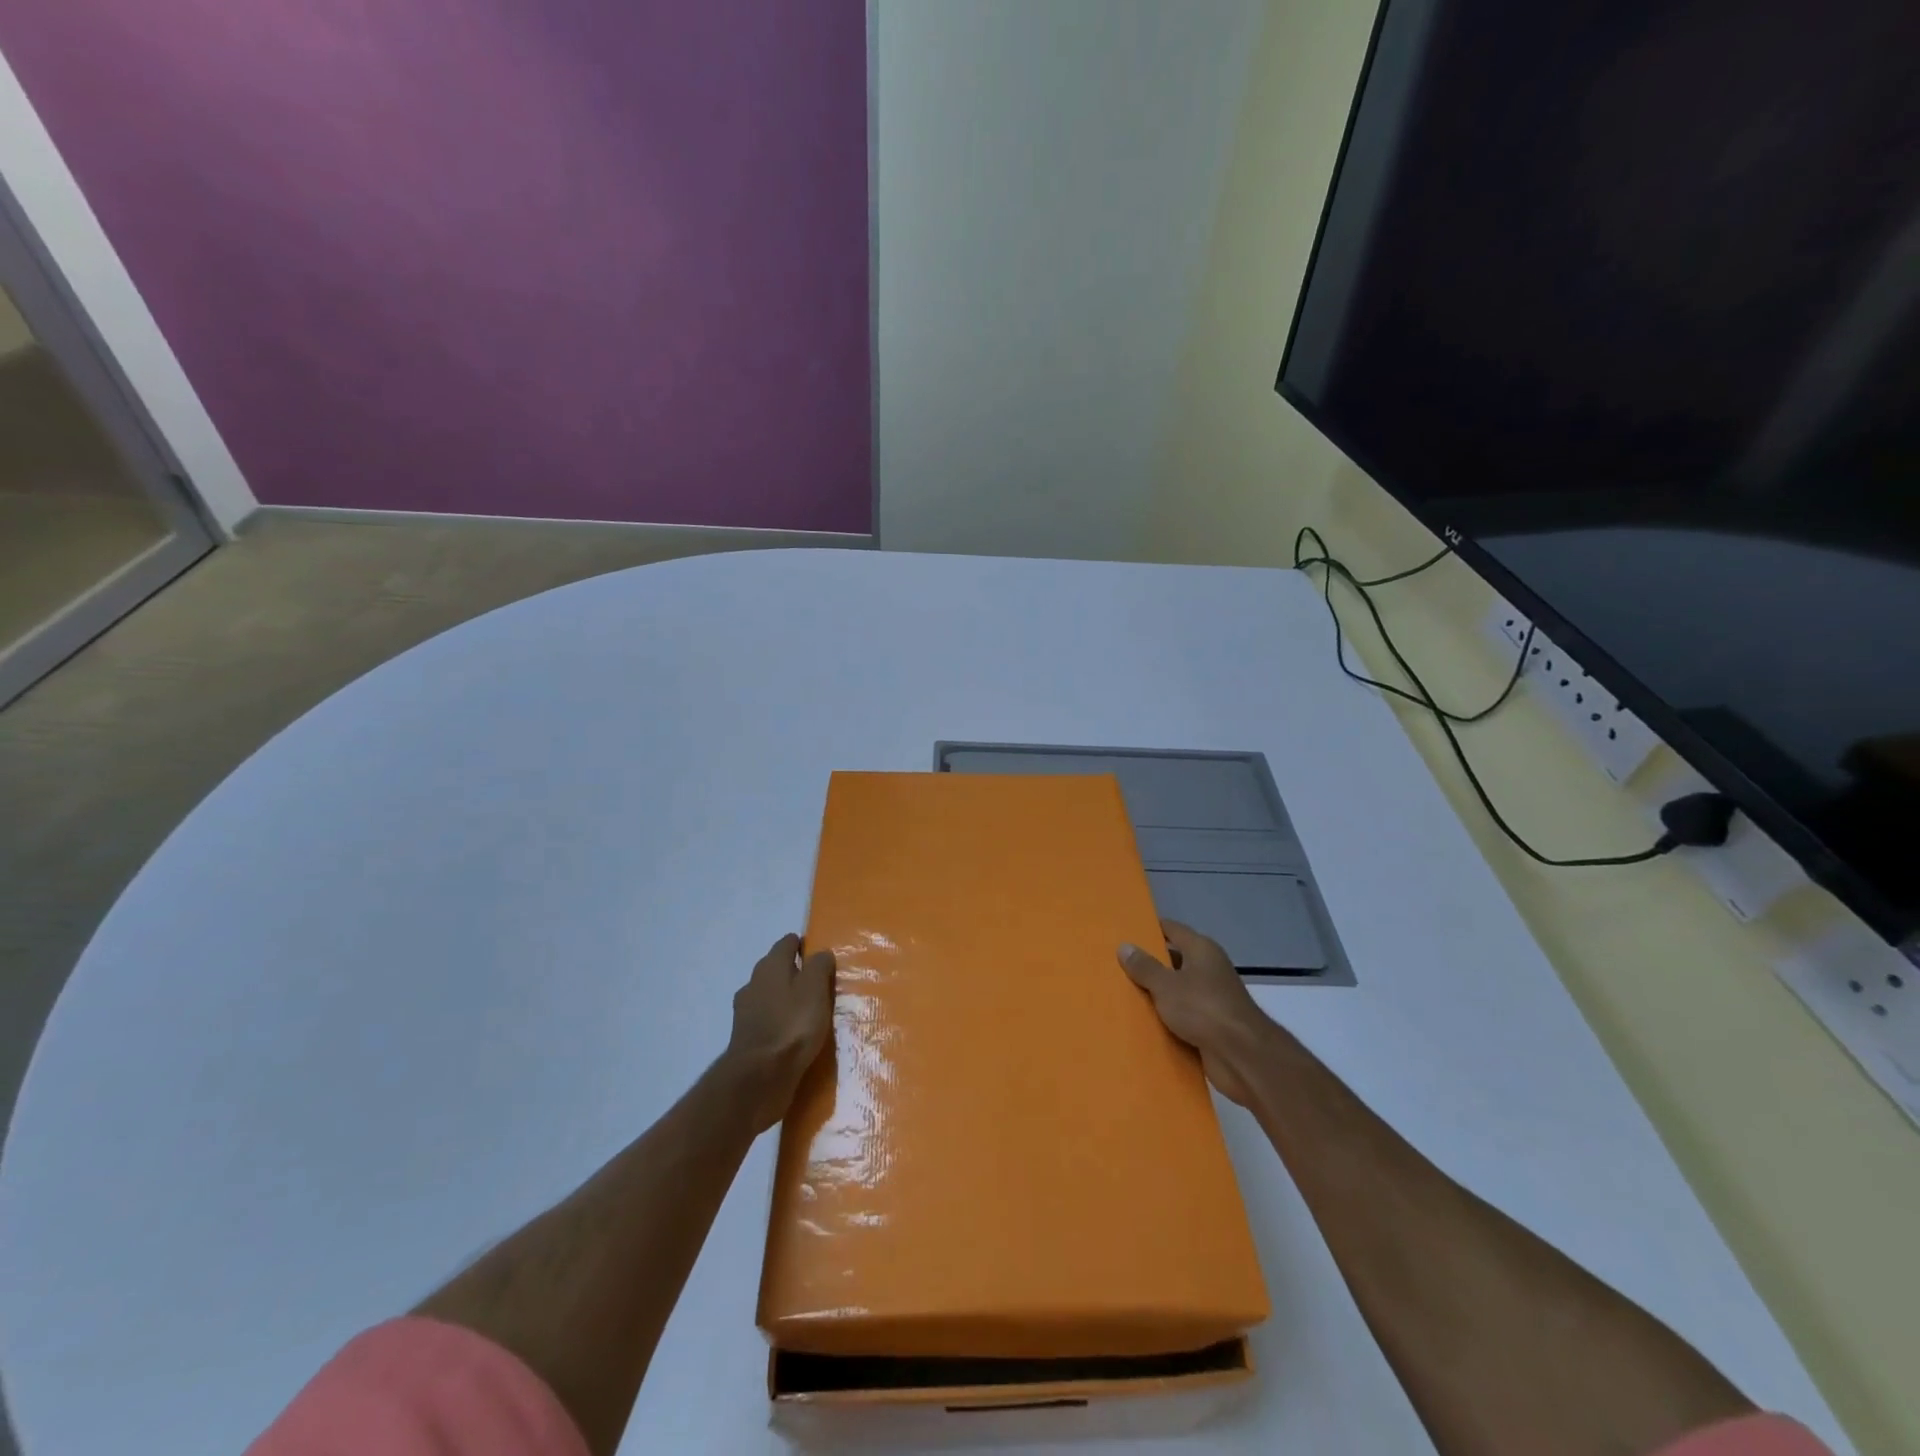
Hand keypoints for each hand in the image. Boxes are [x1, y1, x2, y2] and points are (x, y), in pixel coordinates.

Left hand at [724, 934, 835, 1130]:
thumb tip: (821, 953)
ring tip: (809, 1011)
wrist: (759, 1077)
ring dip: (786, 998)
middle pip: (777, 968)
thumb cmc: (792, 1025)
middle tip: (820, 984)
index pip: (787, 943)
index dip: (804, 945)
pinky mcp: (746, 1037)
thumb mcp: (815, 989)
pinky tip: (793, 1033)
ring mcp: (746, 1010)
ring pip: (771, 994)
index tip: (821, 957)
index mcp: (771, 965)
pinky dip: (779, 1021)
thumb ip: (819, 966)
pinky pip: (767, 1019)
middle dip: (795, 972)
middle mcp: (754, 982)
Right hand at [1119, 921, 1269, 1105]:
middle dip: (1148, 964)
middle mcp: (1208, 969)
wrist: (1242, 1056)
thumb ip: (1144, 967)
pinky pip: (1182, 1016)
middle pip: (1173, 960)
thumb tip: (1124, 946)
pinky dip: (1166, 1019)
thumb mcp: (1166, 984)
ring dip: (1156, 995)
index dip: (1149, 929)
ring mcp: (1211, 998)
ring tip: (1121, 994)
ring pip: (1176, 991)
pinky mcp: (1211, 1026)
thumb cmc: (1203, 1008)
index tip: (1125, 932)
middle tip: (1116, 966)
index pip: (1172, 929)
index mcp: (1201, 950)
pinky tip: (1141, 1023)